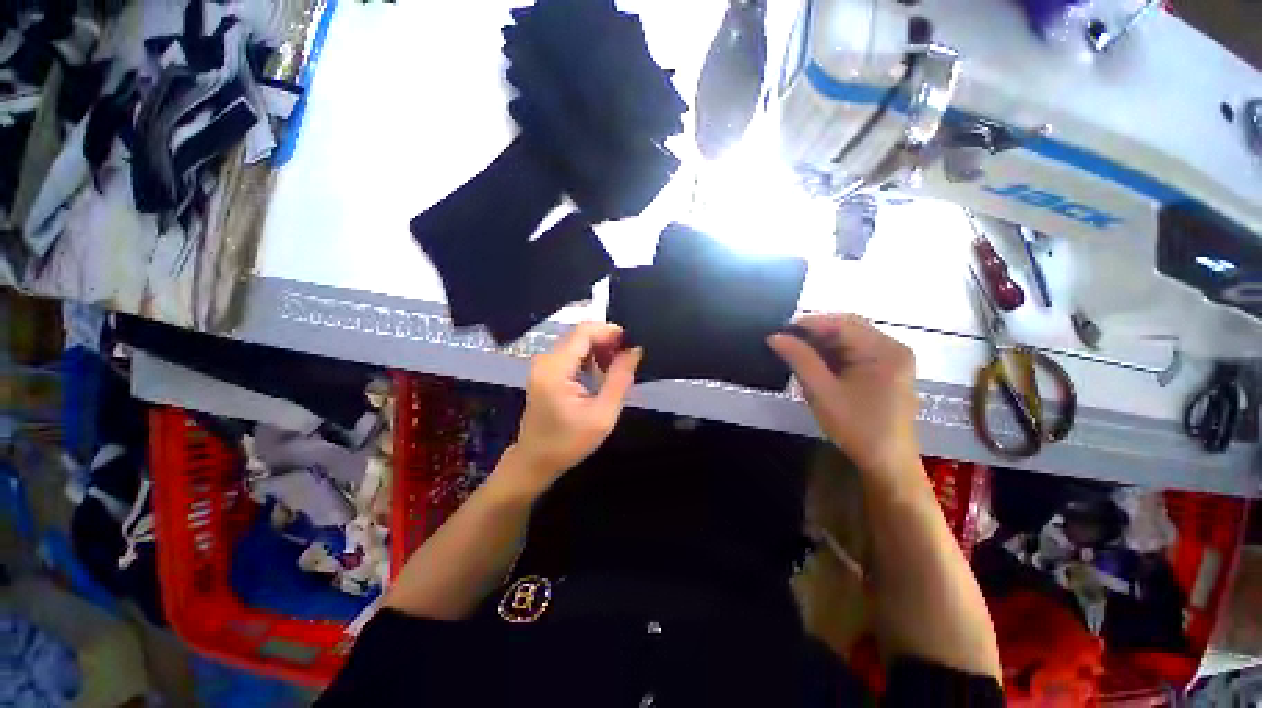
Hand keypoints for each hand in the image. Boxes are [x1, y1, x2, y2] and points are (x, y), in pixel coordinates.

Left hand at [508, 322, 642, 492]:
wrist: (535, 460)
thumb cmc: (568, 442)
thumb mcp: (603, 414)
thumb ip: (620, 379)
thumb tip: (634, 350)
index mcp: (555, 369)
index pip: (584, 332)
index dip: (610, 331)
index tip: (631, 343)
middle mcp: (545, 359)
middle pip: (580, 334)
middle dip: (606, 341)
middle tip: (627, 359)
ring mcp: (543, 364)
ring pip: (577, 342)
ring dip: (599, 350)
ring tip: (616, 370)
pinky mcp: (545, 370)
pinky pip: (571, 353)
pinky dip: (589, 358)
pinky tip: (600, 375)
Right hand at [768, 314, 920, 476]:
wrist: (887, 463)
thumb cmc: (856, 428)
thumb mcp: (822, 392)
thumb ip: (799, 359)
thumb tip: (774, 336)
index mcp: (884, 350)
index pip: (841, 324)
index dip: (807, 324)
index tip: (778, 331)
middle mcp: (893, 348)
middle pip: (848, 327)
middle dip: (815, 332)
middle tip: (786, 342)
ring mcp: (892, 359)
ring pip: (850, 338)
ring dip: (823, 343)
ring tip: (796, 352)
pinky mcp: (887, 370)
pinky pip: (856, 351)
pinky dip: (834, 354)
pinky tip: (816, 363)